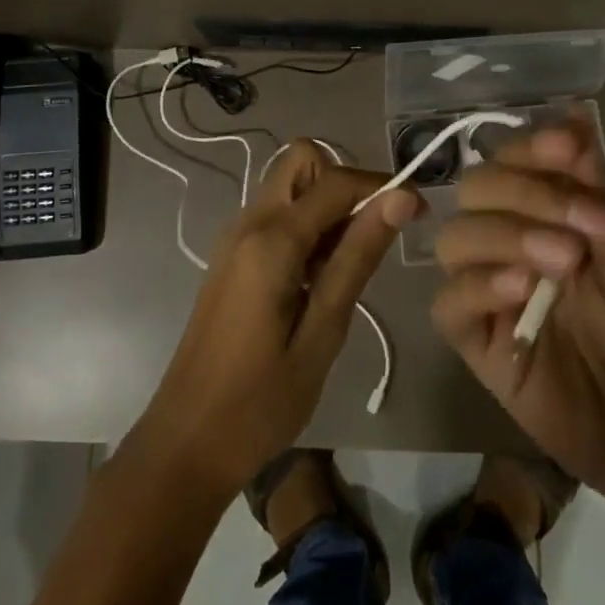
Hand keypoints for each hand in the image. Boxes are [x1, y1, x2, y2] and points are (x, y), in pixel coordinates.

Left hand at [132, 142, 421, 493]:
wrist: (186, 443)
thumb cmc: (261, 401)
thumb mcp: (323, 332)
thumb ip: (357, 257)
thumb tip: (400, 198)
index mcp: (271, 239)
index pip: (336, 181)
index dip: (382, 186)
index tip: (418, 211)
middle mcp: (249, 222)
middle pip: (302, 161)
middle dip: (343, 183)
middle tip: (368, 237)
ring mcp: (235, 237)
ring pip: (289, 185)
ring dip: (325, 206)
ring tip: (343, 269)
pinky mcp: (231, 256)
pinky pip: (276, 214)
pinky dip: (305, 225)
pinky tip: (316, 279)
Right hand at [431, 121, 604, 522]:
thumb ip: (603, 202)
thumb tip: (578, 122)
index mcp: (553, 216)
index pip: (516, 160)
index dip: (533, 146)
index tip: (569, 147)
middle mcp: (514, 243)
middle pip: (476, 189)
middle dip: (522, 192)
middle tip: (580, 224)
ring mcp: (492, 292)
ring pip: (454, 238)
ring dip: (502, 234)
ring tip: (561, 261)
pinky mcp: (480, 344)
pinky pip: (450, 304)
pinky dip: (477, 285)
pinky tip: (519, 290)